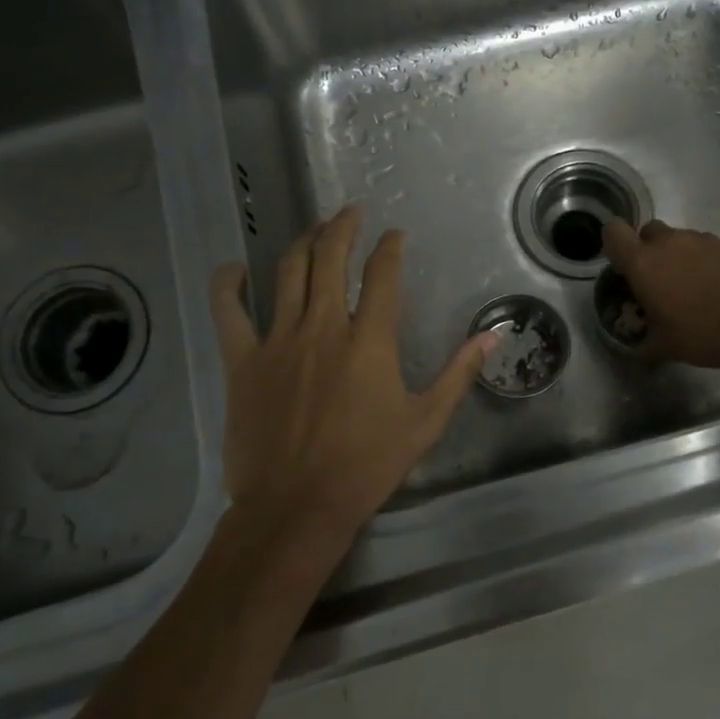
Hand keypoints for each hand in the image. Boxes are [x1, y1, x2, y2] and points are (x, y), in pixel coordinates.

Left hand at [208, 207, 492, 561]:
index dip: (389, 247)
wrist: (297, 506)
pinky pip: (229, 312)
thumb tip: (492, 336)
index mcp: (369, 341)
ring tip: (314, 230)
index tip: (395, 236)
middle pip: (330, 258)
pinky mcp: (243, 361)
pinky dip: (228, 285)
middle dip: (343, 227)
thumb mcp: (425, 422)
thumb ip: (458, 374)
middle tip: (351, 212)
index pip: (382, 275)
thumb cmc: (366, 466)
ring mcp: (278, 341)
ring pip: (288, 273)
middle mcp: (323, 328)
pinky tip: (233, 270)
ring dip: (303, 243)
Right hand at [601, 219, 719, 368]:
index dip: (614, 244)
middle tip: (660, 279)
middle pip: (649, 231)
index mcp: (643, 263)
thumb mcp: (664, 346)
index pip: (614, 232)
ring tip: (696, 287)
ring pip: (681, 239)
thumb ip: (643, 341)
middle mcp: (669, 242)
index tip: (623, 265)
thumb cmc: (701, 333)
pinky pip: (709, 247)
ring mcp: (703, 239)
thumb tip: (636, 349)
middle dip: (650, 249)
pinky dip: (708, 261)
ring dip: (681, 256)